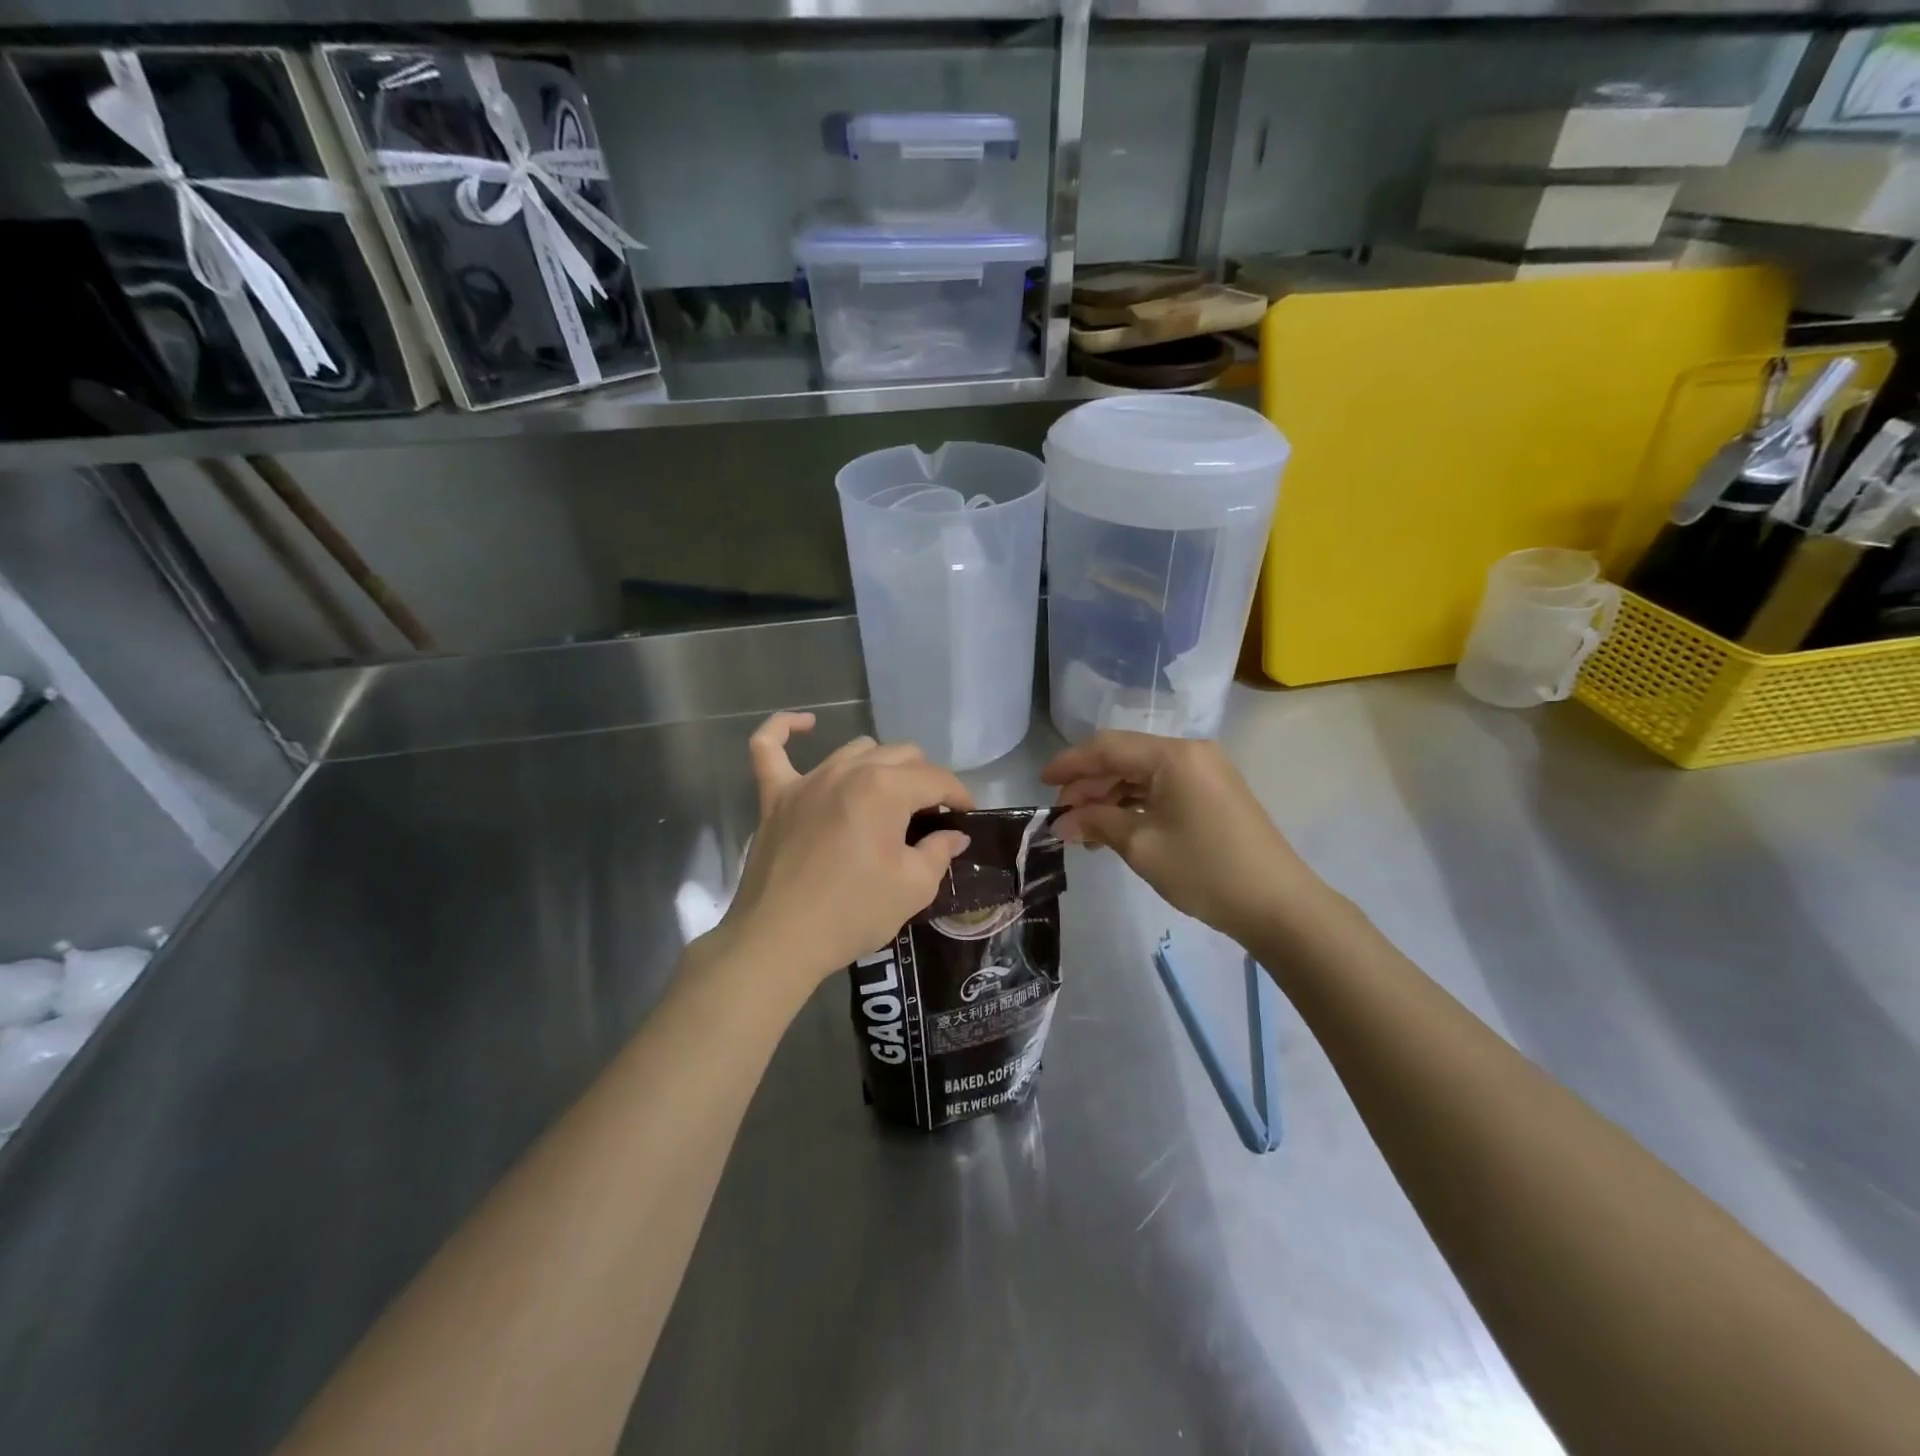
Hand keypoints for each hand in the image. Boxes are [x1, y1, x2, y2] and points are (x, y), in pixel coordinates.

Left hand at [714, 712, 974, 992]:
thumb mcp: (914, 887)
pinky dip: (785, 729)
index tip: (966, 818)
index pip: (936, 778)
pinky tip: (805, 724)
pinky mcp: (775, 796)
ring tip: (888, 797)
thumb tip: (953, 835)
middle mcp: (848, 770)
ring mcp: (808, 780)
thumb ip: (939, 852)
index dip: (959, 797)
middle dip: (925, 780)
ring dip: (881, 766)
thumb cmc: (853, 913)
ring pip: (856, 750)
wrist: (780, 941)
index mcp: (886, 788)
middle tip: (930, 817)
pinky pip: (770, 748)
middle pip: (901, 756)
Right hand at [1042, 731, 1324, 944]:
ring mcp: (1206, 772)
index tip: (1041, 782)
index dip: (1070, 763)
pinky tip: (1115, 828)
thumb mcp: (1142, 846)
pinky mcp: (1213, 793)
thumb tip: (1061, 822)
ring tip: (1084, 829)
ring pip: (1143, 773)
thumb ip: (1097, 823)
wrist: (1278, 905)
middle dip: (1089, 783)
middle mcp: (1190, 753)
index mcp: (1173, 756)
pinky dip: (1135, 803)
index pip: (1108, 747)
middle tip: (1061, 815)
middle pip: (1125, 757)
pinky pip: (1163, 787)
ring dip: (1110, 796)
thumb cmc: (1205, 870)